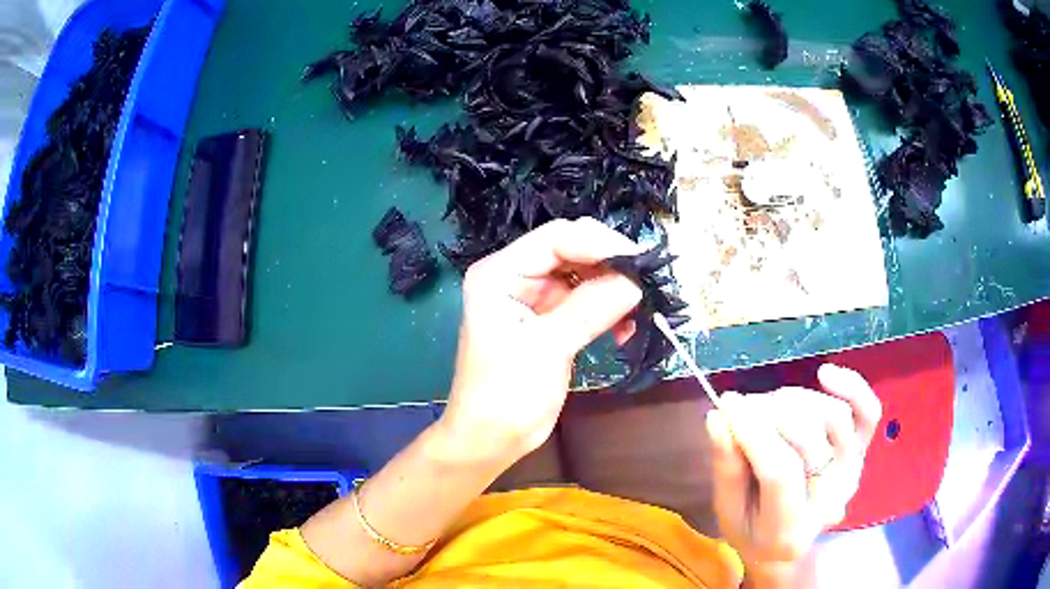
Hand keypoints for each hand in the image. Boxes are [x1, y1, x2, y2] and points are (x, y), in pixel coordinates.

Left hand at [438, 218, 642, 466]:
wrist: (491, 439)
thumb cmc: (505, 396)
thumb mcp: (547, 348)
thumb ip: (591, 308)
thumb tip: (636, 280)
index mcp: (500, 273)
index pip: (556, 238)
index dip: (600, 244)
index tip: (640, 263)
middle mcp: (516, 276)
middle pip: (573, 251)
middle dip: (611, 265)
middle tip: (647, 285)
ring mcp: (535, 298)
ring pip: (585, 276)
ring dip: (614, 290)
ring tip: (639, 312)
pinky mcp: (551, 320)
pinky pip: (587, 301)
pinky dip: (609, 311)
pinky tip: (625, 332)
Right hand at [705, 364, 881, 569]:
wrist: (788, 540)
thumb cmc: (751, 529)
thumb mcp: (727, 511)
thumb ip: (726, 468)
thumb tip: (718, 417)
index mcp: (790, 528)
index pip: (780, 470)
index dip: (753, 431)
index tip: (727, 403)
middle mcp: (831, 499)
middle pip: (809, 437)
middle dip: (769, 413)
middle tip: (743, 409)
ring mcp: (852, 471)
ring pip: (834, 416)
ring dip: (796, 401)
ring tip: (770, 406)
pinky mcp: (862, 450)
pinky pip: (868, 411)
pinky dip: (851, 386)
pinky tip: (824, 374)